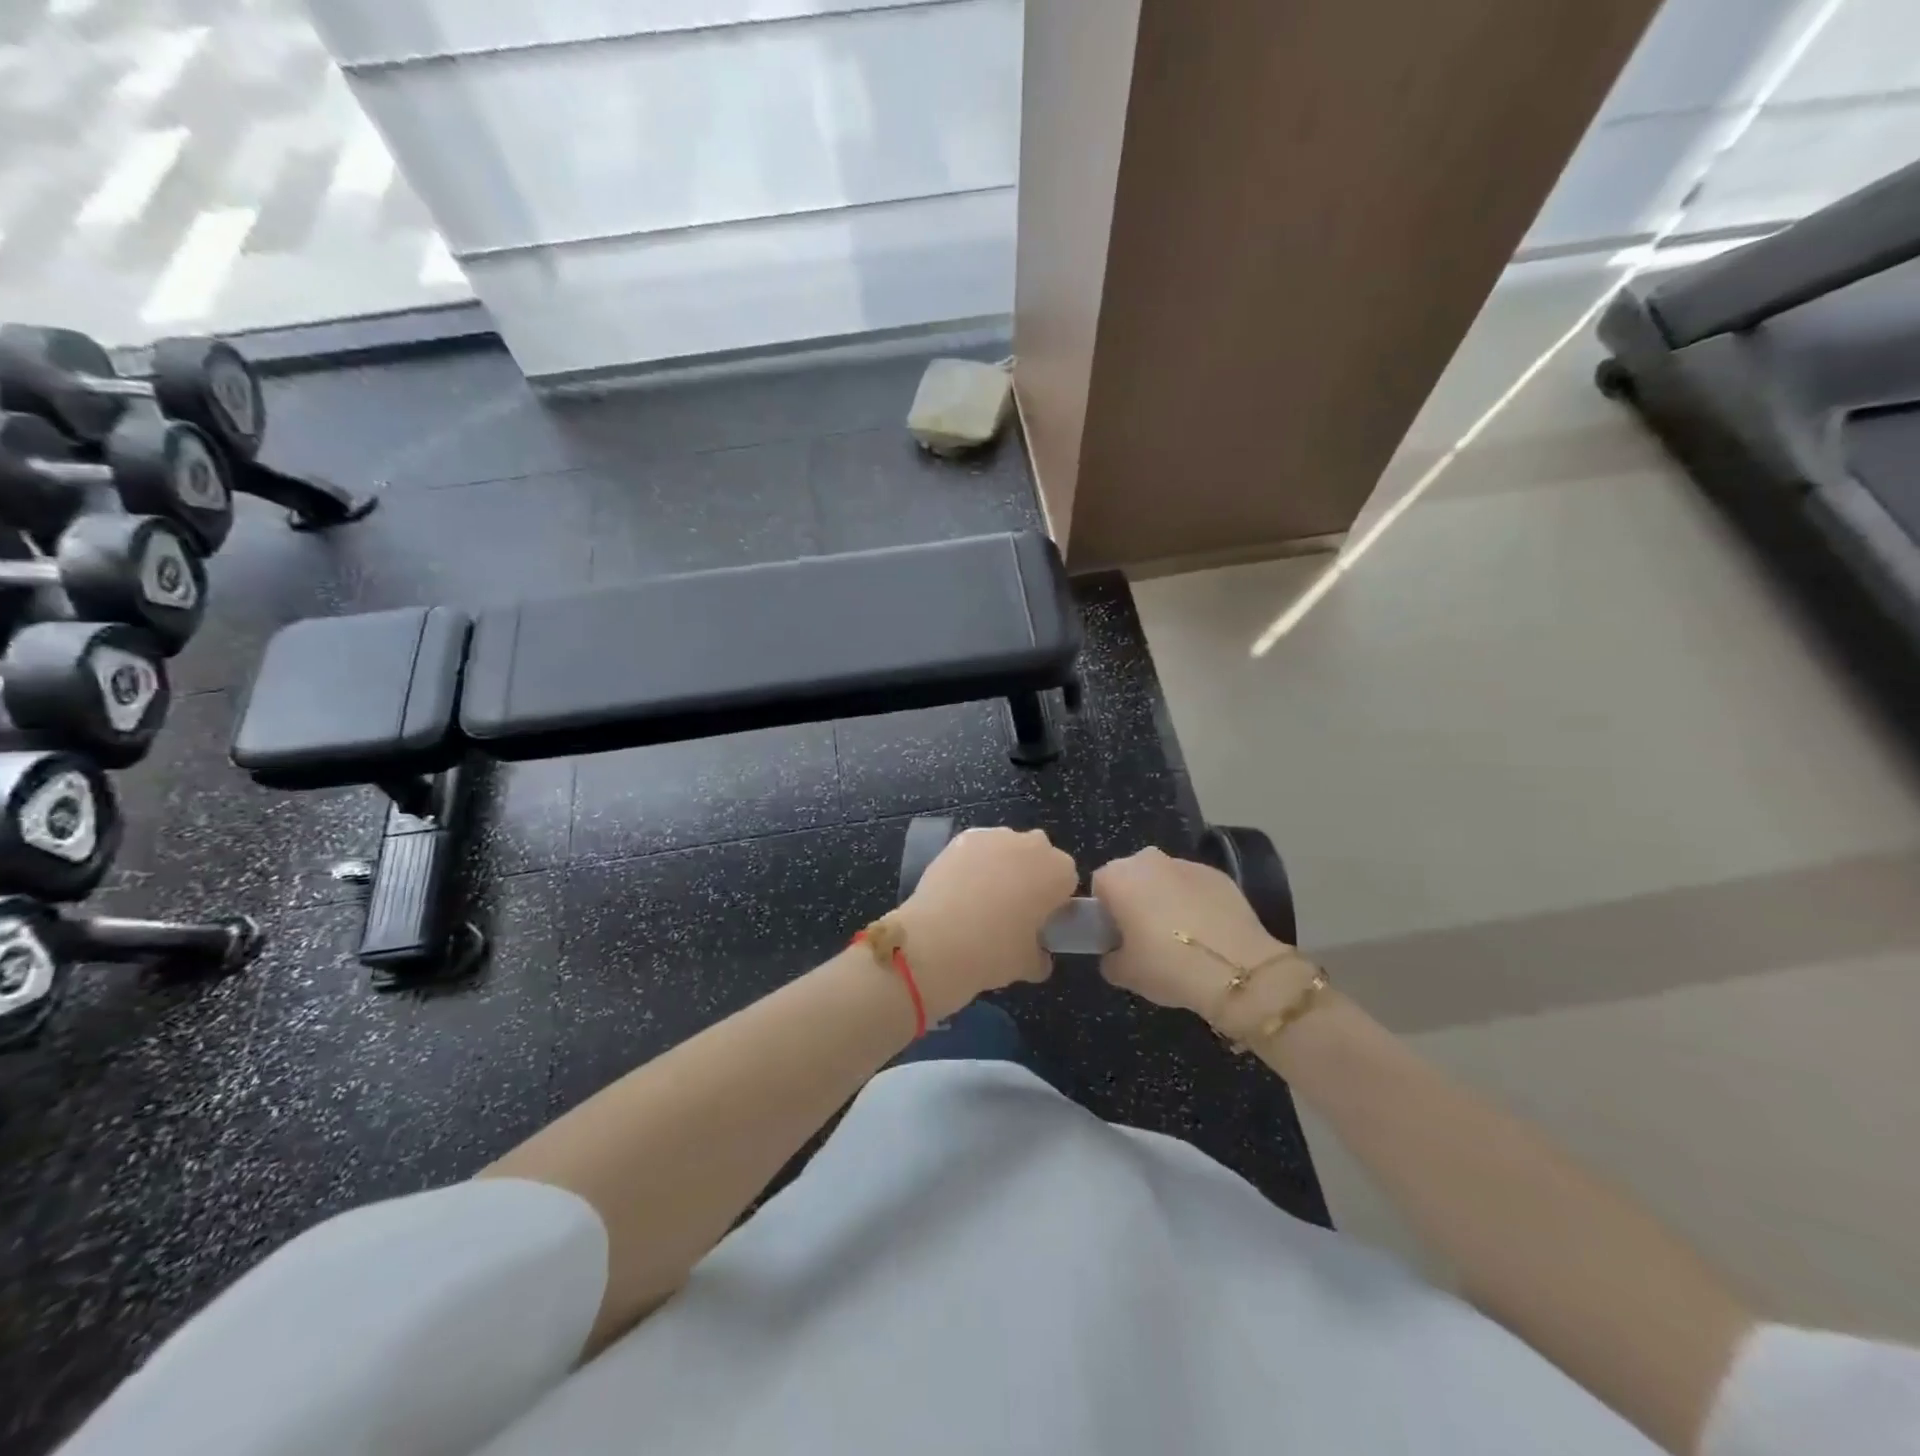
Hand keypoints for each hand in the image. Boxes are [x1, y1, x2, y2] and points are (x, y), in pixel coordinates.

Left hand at [896, 827, 1077, 1018]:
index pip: (1067, 881)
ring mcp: (995, 836)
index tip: (1040, 921)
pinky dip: (973, 863)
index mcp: (1059, 872)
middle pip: (1038, 856)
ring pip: (1007, 848)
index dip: (1054, 901)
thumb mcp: (1029, 965)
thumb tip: (1039, 956)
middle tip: (1013, 908)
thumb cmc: (995, 952)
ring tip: (981, 899)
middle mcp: (1032, 845)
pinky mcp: (962, 838)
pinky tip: (960, 888)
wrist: (938, 941)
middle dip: (1030, 875)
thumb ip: (1041, 956)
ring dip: (1001, 866)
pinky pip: (977, 849)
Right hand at [1092, 847, 1313, 1036]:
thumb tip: (1114, 954)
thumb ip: (1109, 959)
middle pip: (1132, 877)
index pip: (1099, 887)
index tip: (1117, 937)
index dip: (1105, 913)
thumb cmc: (1167, 966)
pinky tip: (1206, 933)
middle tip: (1144, 937)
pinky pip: (1194, 887)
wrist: (1235, 969)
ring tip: (1180, 937)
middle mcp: (1148, 860)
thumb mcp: (1124, 973)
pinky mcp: (1217, 874)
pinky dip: (1195, 903)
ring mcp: (1186, 864)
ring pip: (1164, 879)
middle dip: (1135, 900)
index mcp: (1118, 877)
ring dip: (1165, 899)